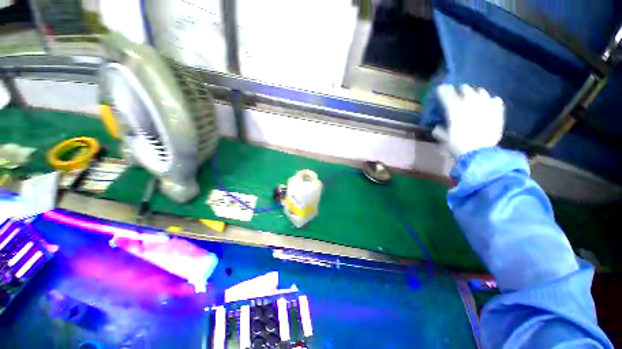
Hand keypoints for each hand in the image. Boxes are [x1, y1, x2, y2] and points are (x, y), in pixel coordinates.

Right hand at [432, 84, 504, 157]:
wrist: (480, 154)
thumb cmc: (458, 147)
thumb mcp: (443, 140)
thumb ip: (439, 131)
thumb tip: (438, 127)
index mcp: (455, 112)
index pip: (448, 96)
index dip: (443, 91)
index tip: (440, 88)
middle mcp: (471, 106)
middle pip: (466, 90)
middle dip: (460, 88)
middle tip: (457, 90)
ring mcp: (486, 108)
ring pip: (481, 92)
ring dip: (475, 91)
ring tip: (473, 94)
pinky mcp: (497, 113)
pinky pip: (495, 101)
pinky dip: (491, 100)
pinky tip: (489, 102)